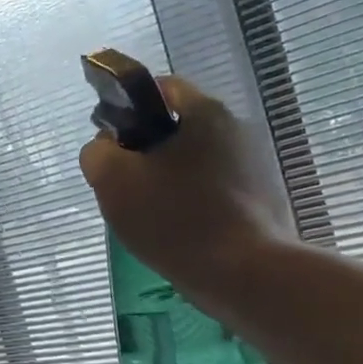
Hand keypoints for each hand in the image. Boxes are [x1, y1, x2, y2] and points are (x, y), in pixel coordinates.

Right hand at [78, 75, 287, 301]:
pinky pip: (216, 190)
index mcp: (204, 112)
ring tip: (153, 215)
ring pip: (197, 162)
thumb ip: (97, 153)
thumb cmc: (174, 218)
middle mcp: (237, 128)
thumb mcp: (112, 181)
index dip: (129, 109)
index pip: (160, 88)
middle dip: (148, 151)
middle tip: (127, 185)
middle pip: (179, 128)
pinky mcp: (265, 199)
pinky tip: (182, 231)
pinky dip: (195, 202)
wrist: (244, 275)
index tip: (112, 143)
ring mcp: (256, 165)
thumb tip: (106, 147)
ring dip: (172, 179)